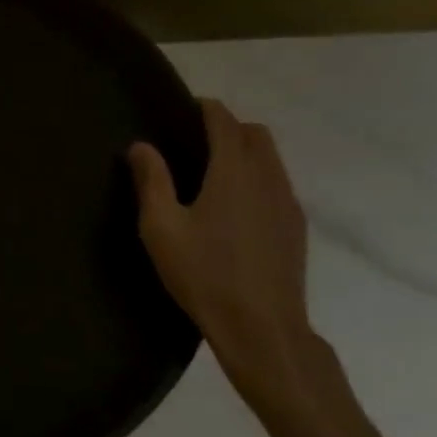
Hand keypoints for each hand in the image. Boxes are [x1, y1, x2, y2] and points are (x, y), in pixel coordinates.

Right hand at [128, 100, 352, 428]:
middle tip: (196, 141)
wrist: (262, 328)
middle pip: (255, 134)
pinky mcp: (295, 227)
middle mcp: (267, 178)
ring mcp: (287, 203)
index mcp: (233, 172)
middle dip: (229, 126)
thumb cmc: (205, 274)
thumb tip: (141, 145)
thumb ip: (151, 181)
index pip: (224, 121)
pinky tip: (236, 207)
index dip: (206, 108)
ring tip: (214, 172)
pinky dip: (259, 177)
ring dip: (246, 152)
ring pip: (272, 159)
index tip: (184, 108)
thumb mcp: (161, 228)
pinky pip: (279, 184)